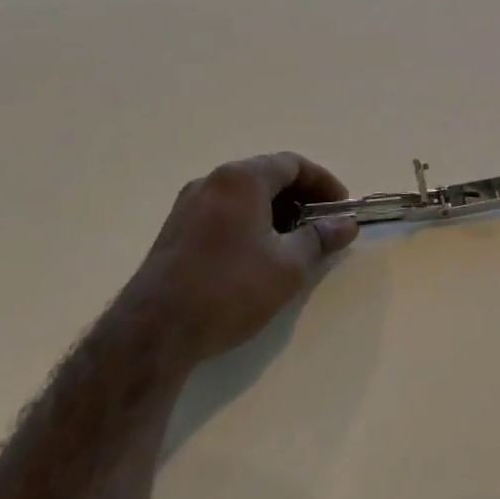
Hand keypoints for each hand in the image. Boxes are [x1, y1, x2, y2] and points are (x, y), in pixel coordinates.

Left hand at [120, 153, 359, 365]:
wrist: (152, 334)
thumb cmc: (229, 288)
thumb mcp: (289, 266)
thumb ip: (321, 238)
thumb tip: (346, 224)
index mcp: (241, 179)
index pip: (293, 164)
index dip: (324, 183)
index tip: (341, 210)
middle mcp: (212, 182)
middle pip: (267, 176)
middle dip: (302, 198)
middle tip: (323, 226)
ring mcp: (188, 206)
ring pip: (245, 196)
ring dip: (277, 212)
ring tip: (296, 244)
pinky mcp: (175, 232)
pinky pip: (224, 213)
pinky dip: (251, 223)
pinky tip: (260, 255)